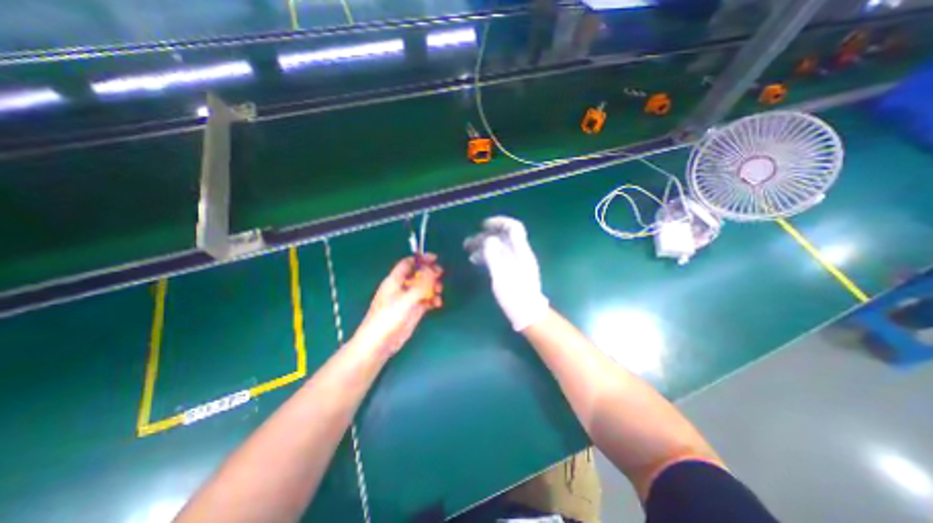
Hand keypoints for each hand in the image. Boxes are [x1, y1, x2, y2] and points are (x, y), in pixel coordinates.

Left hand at [356, 253, 446, 357]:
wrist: (380, 343)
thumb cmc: (388, 318)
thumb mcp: (406, 299)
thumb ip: (421, 284)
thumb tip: (433, 270)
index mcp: (395, 280)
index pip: (408, 263)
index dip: (420, 259)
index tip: (435, 259)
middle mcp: (402, 288)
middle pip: (418, 274)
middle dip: (430, 273)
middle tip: (440, 275)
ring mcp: (408, 299)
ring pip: (424, 287)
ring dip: (433, 287)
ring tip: (439, 292)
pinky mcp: (413, 310)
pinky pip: (426, 300)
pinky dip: (433, 300)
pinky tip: (437, 304)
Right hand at [464, 216, 547, 329]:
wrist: (528, 314)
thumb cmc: (514, 295)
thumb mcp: (501, 274)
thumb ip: (494, 255)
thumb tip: (488, 239)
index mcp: (521, 251)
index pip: (514, 228)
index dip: (499, 222)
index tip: (482, 225)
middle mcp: (521, 254)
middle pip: (504, 238)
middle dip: (485, 236)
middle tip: (468, 242)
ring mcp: (518, 263)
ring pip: (500, 248)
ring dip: (484, 247)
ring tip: (469, 253)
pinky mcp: (514, 272)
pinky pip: (500, 258)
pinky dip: (489, 257)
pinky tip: (478, 262)